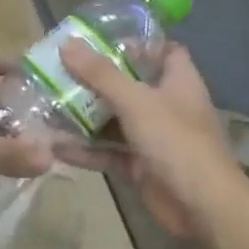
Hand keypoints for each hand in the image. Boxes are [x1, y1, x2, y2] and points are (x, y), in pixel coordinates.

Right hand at [57, 40, 241, 237]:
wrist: (202, 206)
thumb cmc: (176, 141)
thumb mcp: (136, 101)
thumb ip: (101, 74)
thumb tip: (67, 44)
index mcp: (178, 81)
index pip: (164, 51)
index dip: (137, 44)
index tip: (99, 42)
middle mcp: (167, 105)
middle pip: (130, 85)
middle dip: (96, 80)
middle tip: (59, 72)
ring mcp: (154, 138)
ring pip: (115, 121)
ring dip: (85, 117)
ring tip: (46, 106)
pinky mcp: (141, 166)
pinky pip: (109, 152)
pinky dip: (86, 150)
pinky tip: (54, 147)